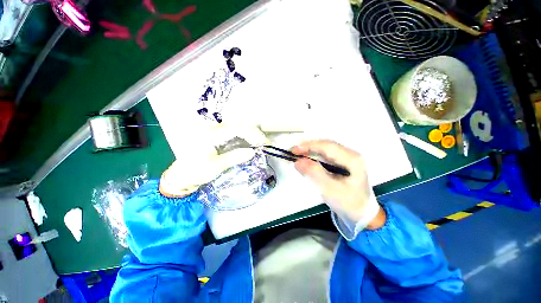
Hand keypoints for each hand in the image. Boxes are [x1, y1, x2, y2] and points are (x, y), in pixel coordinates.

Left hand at [159, 124, 268, 196]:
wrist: (182, 176)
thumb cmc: (196, 172)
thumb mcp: (215, 167)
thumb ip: (234, 157)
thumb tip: (253, 152)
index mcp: (212, 134)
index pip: (238, 129)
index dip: (253, 134)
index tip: (264, 143)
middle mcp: (214, 129)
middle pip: (240, 125)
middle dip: (255, 133)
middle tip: (265, 144)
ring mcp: (216, 132)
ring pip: (238, 128)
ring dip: (251, 135)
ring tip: (260, 144)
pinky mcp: (218, 137)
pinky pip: (234, 134)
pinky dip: (245, 138)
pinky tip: (251, 144)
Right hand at [293, 140, 384, 229]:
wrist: (362, 214)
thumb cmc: (349, 204)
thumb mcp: (330, 190)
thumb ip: (314, 173)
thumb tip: (298, 161)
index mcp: (353, 159)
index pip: (328, 146)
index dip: (309, 146)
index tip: (294, 150)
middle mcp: (351, 154)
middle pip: (326, 145)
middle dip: (308, 146)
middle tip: (293, 151)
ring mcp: (347, 158)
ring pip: (325, 149)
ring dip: (310, 150)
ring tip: (297, 154)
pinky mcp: (342, 163)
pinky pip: (326, 155)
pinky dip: (314, 155)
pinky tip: (307, 159)